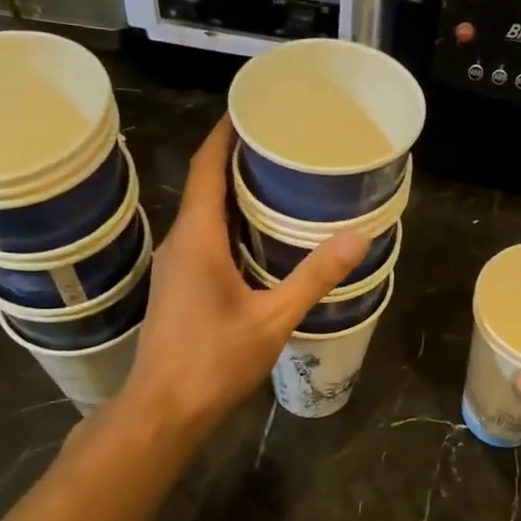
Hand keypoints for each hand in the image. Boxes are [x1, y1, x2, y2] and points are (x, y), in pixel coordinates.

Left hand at [120, 118, 367, 441]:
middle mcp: (179, 243)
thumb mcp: (272, 319)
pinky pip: (202, 241)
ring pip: (203, 216)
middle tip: (282, 146)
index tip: (251, 109)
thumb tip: (358, 237)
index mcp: (197, 237)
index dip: (225, 134)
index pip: (206, 167)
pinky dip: (228, 227)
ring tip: (277, 185)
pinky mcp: (176, 288)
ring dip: (233, 196)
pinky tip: (258, 240)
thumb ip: (314, 277)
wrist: (163, 410)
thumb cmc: (213, 361)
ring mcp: (173, 267)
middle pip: (205, 186)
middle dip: (237, 161)